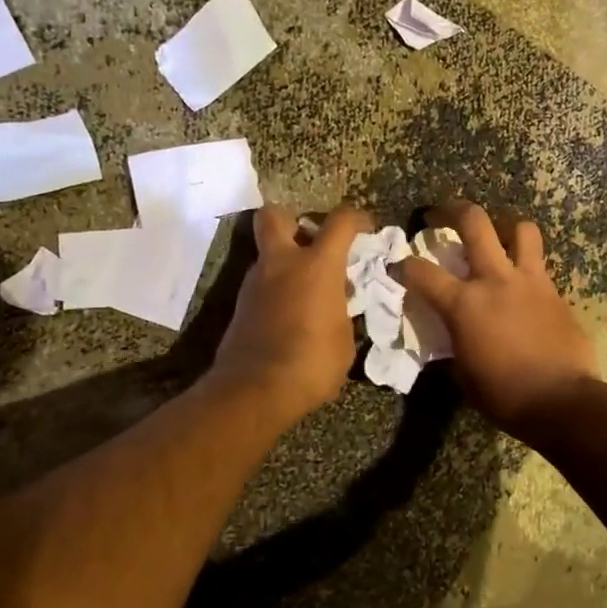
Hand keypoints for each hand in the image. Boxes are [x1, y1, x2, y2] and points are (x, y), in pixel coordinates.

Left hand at [211, 205, 368, 426]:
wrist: (254, 391)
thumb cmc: (311, 364)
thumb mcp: (344, 340)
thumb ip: (341, 312)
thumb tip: (336, 304)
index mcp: (316, 266)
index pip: (340, 222)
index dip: (357, 218)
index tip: (366, 228)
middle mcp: (281, 264)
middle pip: (275, 216)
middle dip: (293, 221)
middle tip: (311, 242)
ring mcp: (255, 283)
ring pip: (268, 254)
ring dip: (286, 263)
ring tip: (308, 292)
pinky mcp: (240, 306)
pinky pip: (262, 284)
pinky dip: (277, 290)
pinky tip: (292, 314)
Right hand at [400, 202, 598, 439]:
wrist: (562, 401)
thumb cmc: (504, 395)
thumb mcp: (464, 375)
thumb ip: (454, 345)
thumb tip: (452, 338)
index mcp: (463, 304)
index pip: (422, 272)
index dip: (403, 265)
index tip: (398, 265)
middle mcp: (495, 280)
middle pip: (474, 222)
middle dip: (452, 210)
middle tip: (441, 214)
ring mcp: (530, 281)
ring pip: (521, 229)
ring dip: (504, 227)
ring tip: (497, 236)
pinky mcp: (555, 291)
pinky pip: (540, 264)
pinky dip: (526, 265)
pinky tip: (521, 283)